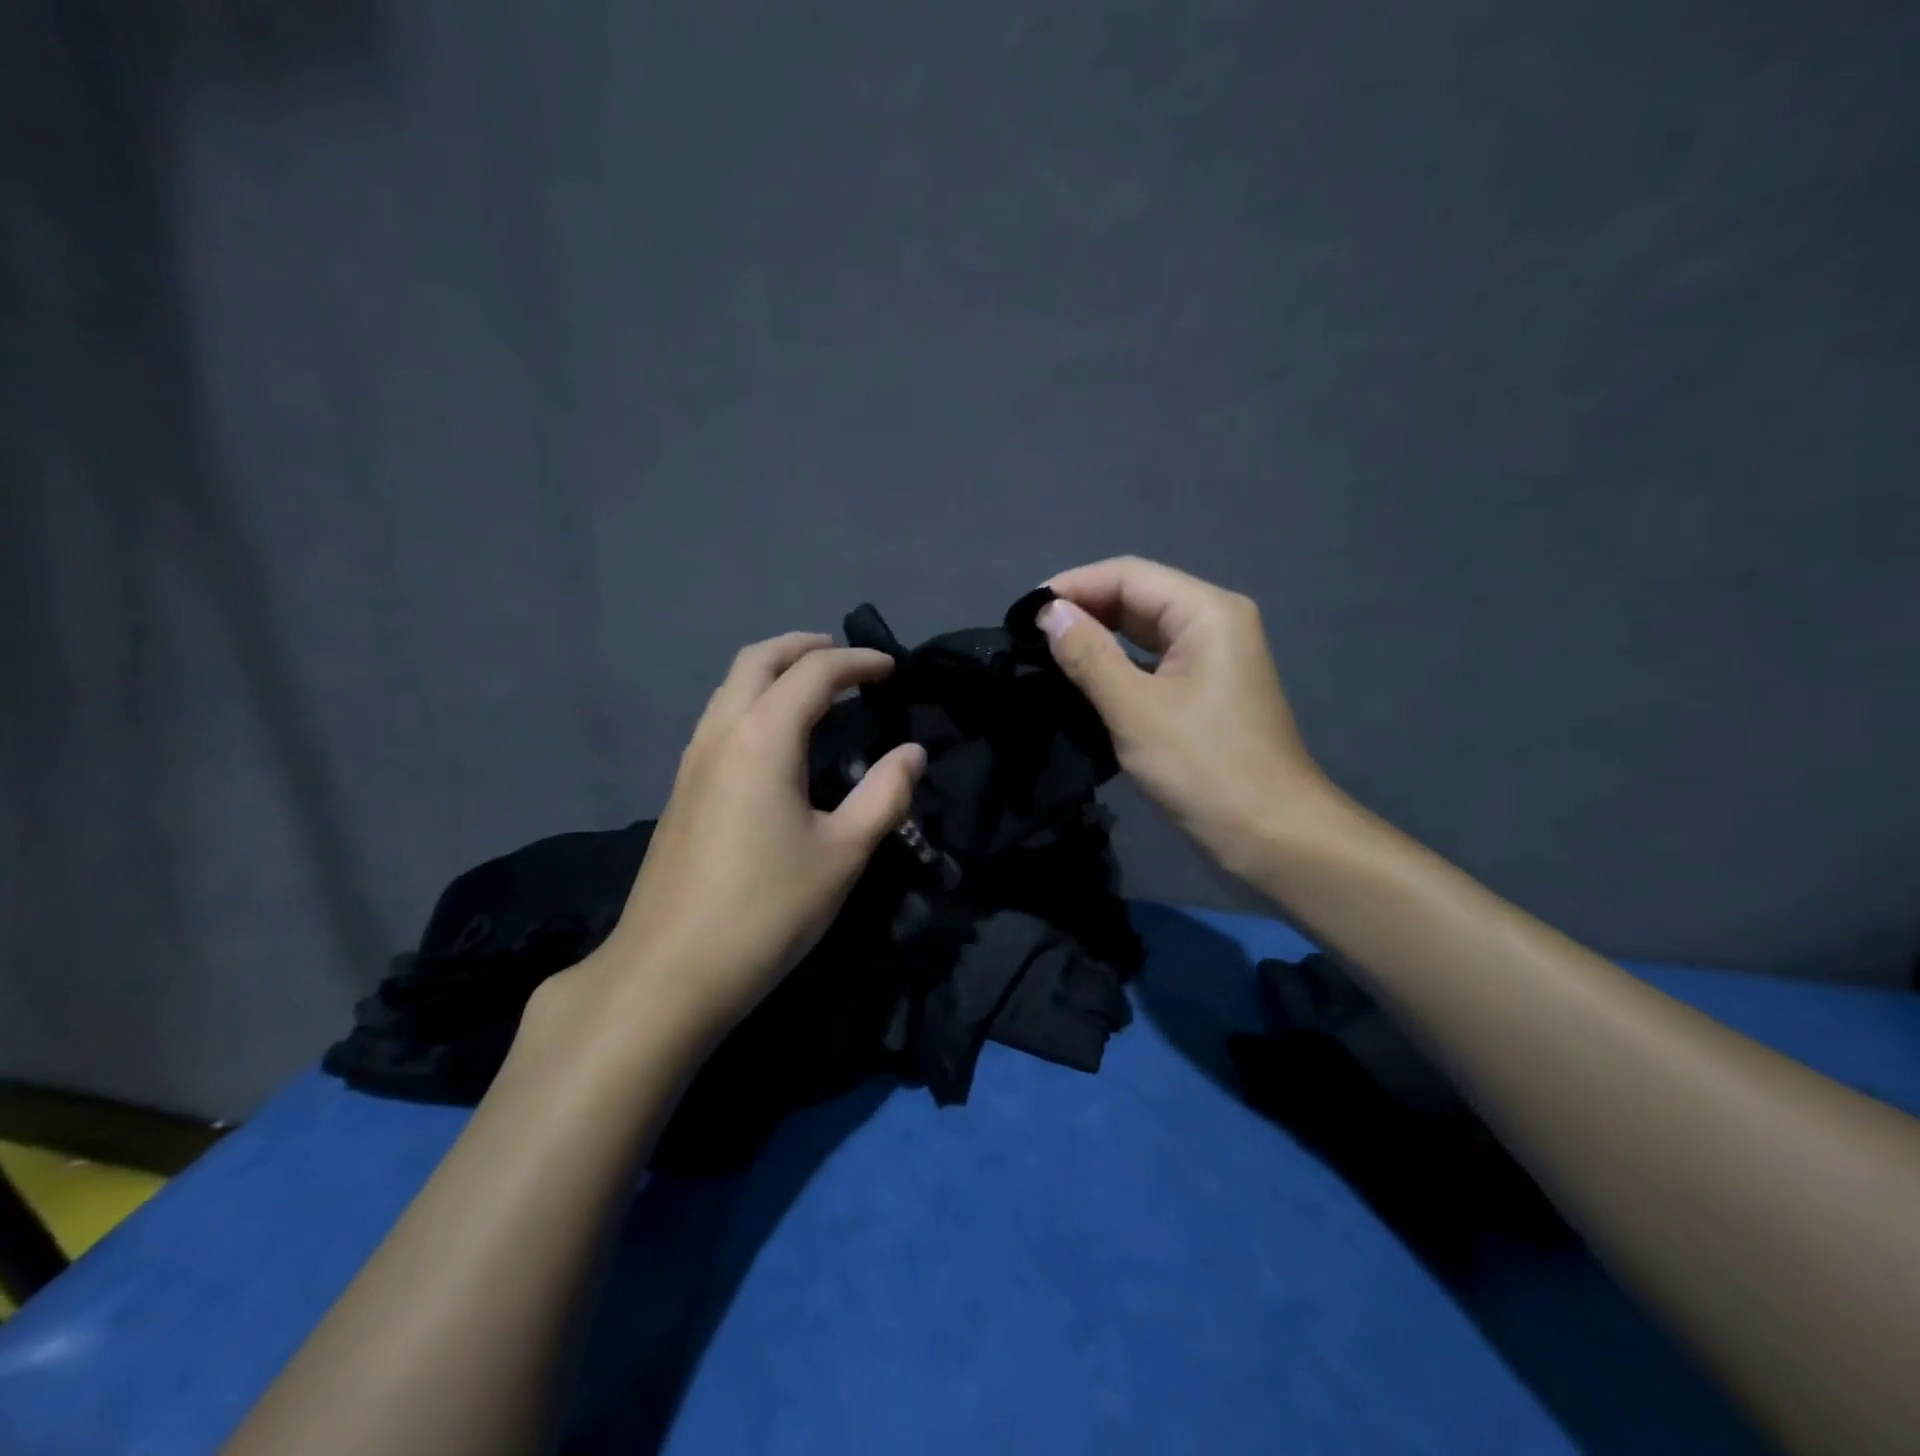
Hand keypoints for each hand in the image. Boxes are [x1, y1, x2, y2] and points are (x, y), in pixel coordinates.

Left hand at [586, 633, 924, 1039]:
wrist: (669, 971)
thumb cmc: (767, 909)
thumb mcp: (843, 853)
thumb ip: (885, 794)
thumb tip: (912, 754)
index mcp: (763, 738)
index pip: (814, 673)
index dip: (858, 663)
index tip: (892, 670)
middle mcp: (721, 733)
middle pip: (758, 660)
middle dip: (804, 648)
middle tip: (846, 659)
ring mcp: (693, 760)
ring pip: (731, 687)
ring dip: (774, 672)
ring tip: (815, 689)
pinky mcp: (682, 789)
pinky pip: (720, 718)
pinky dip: (754, 701)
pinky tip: (777, 738)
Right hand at [1038, 556, 1336, 876]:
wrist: (1271, 834)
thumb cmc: (1203, 767)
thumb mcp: (1135, 709)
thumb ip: (1088, 655)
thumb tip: (1049, 613)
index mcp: (1206, 612)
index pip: (1128, 575)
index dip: (1073, 586)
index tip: (1025, 614)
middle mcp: (1215, 621)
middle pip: (1139, 596)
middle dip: (1084, 610)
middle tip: (1029, 636)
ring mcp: (1214, 656)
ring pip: (1145, 630)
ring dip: (1099, 637)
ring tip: (1048, 653)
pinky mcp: (1208, 688)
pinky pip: (1155, 660)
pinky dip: (1119, 663)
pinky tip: (1086, 677)